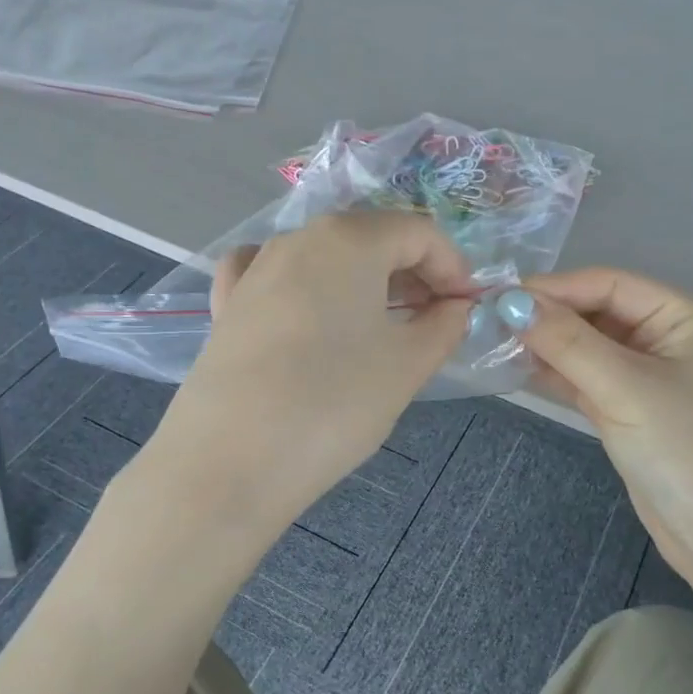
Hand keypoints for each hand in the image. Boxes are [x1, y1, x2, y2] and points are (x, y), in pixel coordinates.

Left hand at [157, 211, 471, 527]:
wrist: (230, 461)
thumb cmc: (333, 403)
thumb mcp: (406, 366)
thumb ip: (443, 326)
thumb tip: (454, 308)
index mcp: (349, 239)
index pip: (418, 232)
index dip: (453, 267)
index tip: (466, 309)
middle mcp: (297, 238)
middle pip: (370, 239)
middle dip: (412, 273)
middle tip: (433, 321)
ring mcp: (255, 270)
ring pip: (324, 259)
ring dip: (363, 283)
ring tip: (381, 329)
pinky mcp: (226, 306)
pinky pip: (275, 278)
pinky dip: (305, 289)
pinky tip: (308, 313)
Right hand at [519, 269, 692, 581]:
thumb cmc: (687, 450)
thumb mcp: (626, 388)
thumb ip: (568, 343)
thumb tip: (512, 302)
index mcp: (686, 319)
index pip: (612, 284)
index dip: (557, 287)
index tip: (501, 297)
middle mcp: (669, 341)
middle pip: (599, 313)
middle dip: (550, 317)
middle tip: (491, 322)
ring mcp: (649, 379)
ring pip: (590, 349)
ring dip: (549, 346)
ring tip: (496, 344)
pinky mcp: (632, 412)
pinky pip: (589, 380)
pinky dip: (558, 375)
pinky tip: (520, 370)